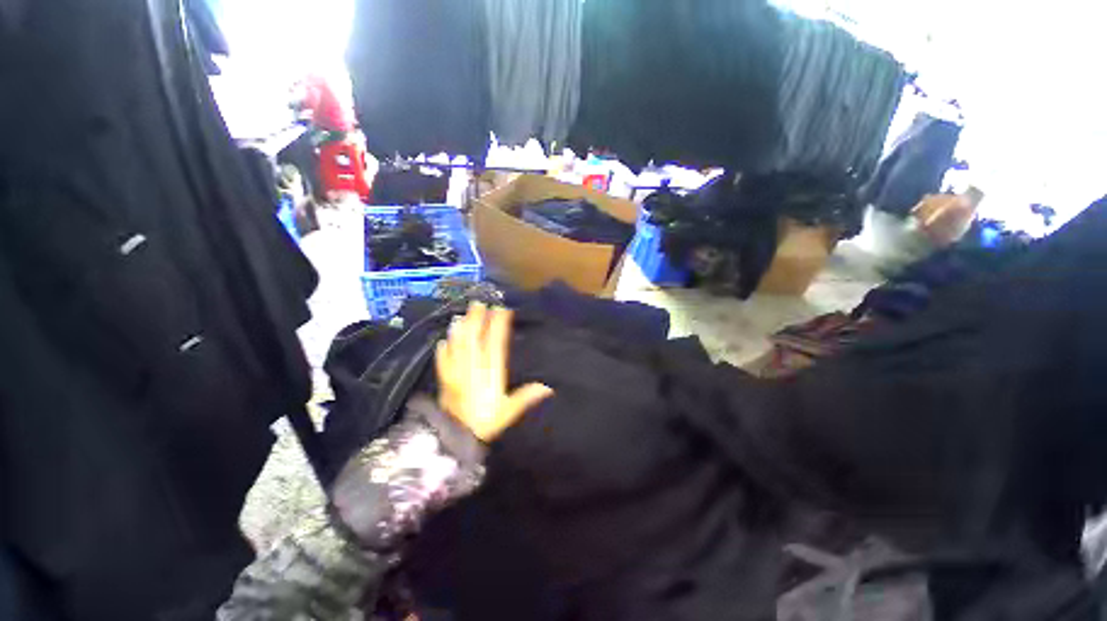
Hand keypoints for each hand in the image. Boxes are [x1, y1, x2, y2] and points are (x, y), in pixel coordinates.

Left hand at [435, 302, 553, 441]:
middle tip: (478, 303)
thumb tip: (547, 387)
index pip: (495, 343)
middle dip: (477, 319)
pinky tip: (442, 341)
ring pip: (458, 344)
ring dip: (460, 328)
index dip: (498, 325)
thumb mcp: (508, 411)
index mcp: (490, 372)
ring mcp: (456, 371)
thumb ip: (526, 397)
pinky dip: (443, 349)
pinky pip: (443, 360)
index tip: (502, 310)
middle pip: (474, 338)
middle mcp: (472, 367)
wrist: (454, 437)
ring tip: (462, 315)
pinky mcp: (444, 379)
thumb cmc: (485, 422)